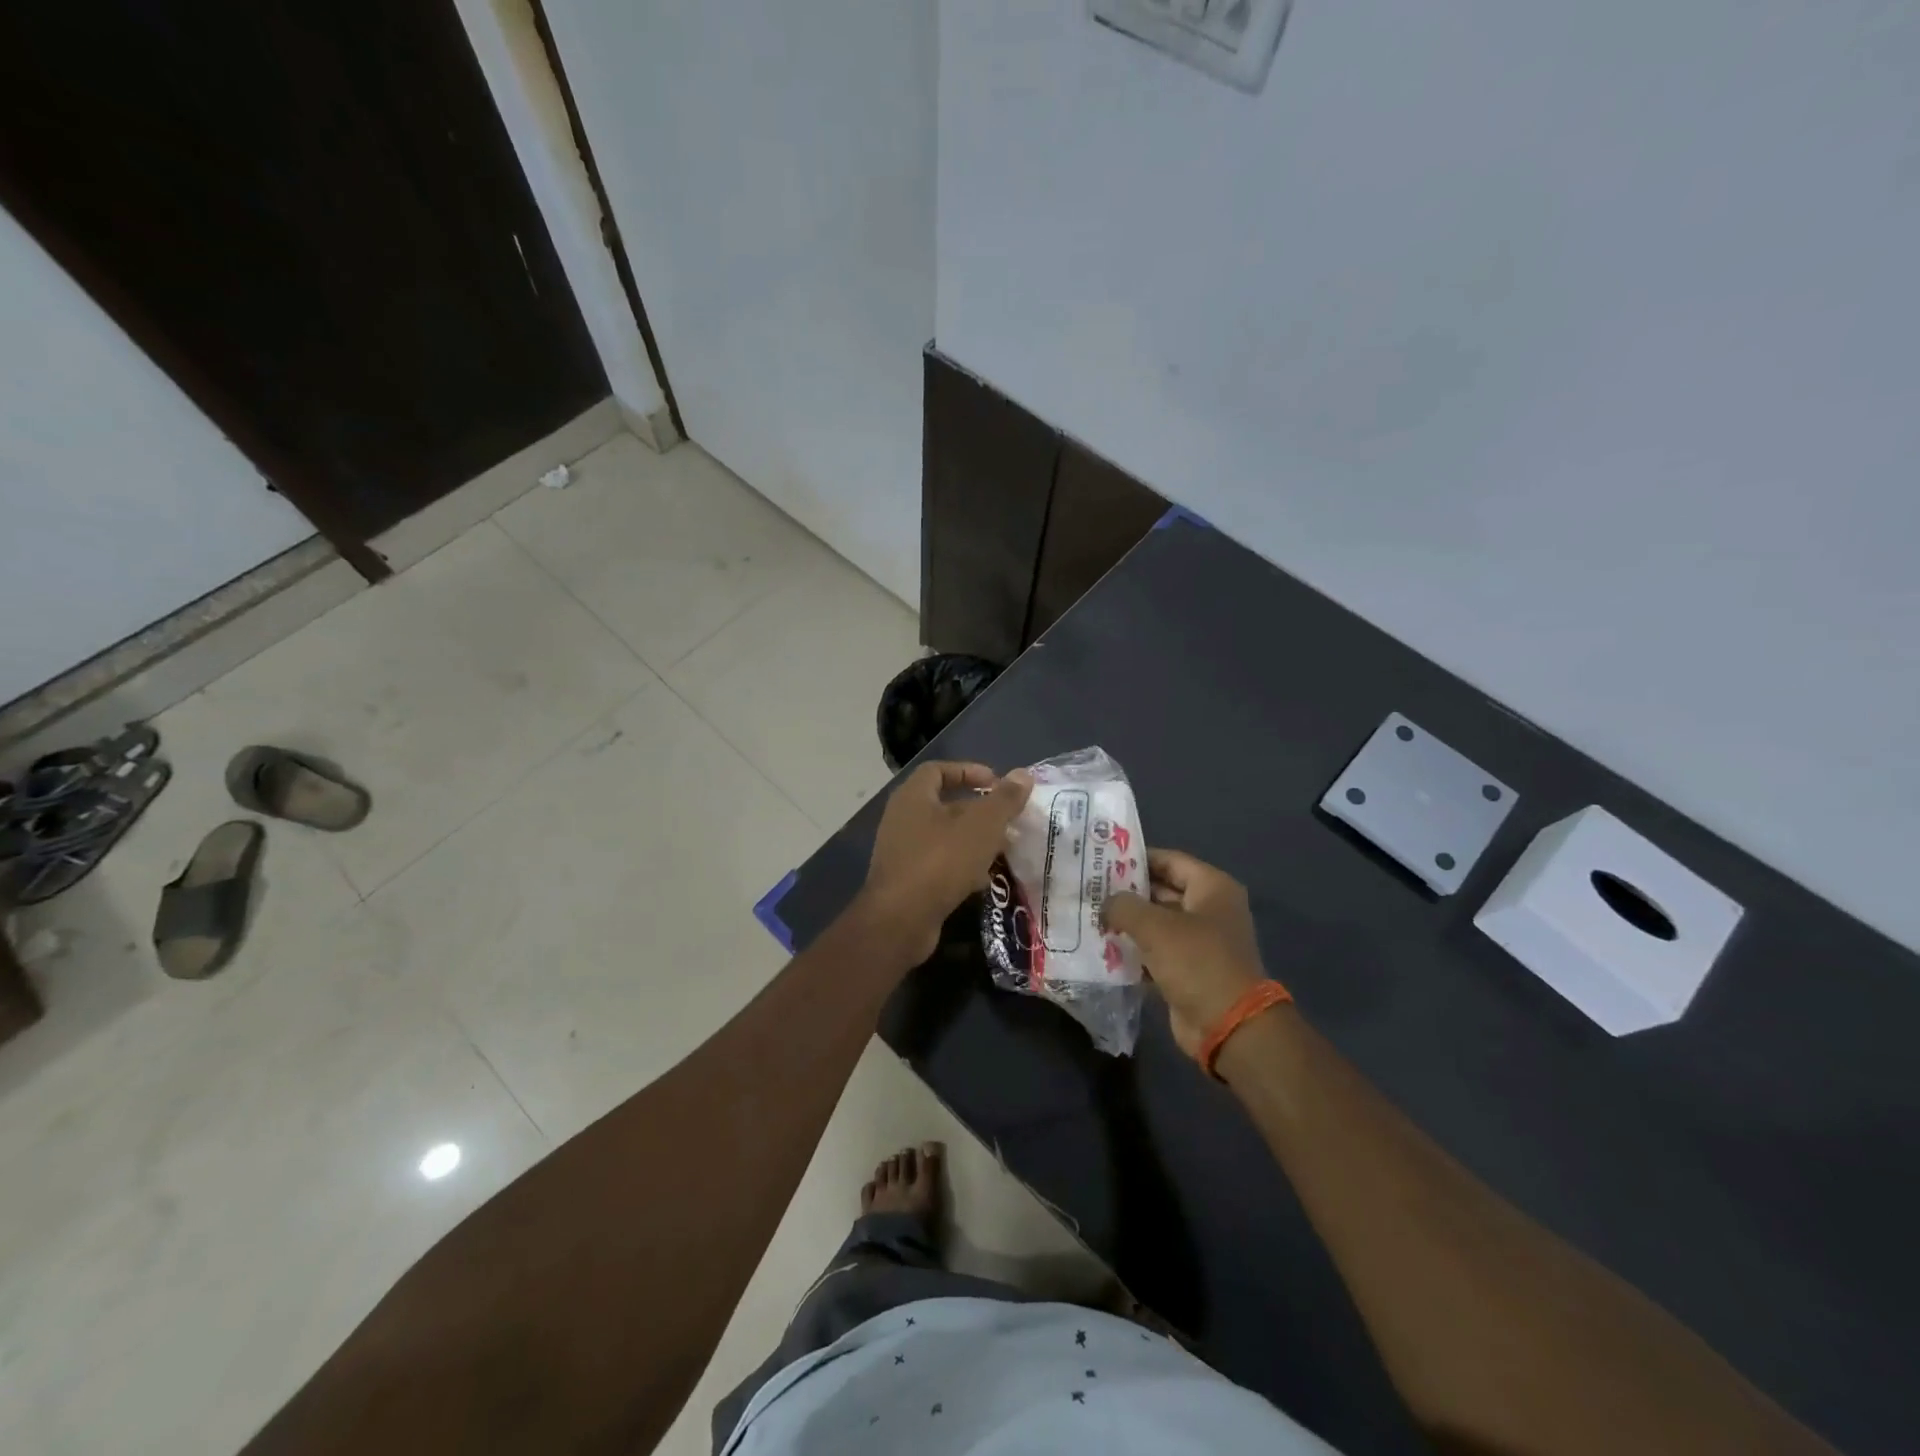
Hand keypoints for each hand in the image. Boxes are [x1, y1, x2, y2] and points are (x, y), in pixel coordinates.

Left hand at [856, 761, 1033, 963]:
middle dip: (978, 811)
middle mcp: (902, 819)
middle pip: (944, 804)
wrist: (900, 920)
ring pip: (944, 837)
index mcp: (913, 797)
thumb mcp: (981, 826)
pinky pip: (938, 863)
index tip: (997, 783)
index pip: (938, 770)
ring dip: (973, 840)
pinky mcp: (907, 880)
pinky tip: (983, 880)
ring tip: (1002, 849)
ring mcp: (901, 851)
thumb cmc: (940, 861)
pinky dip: (961, 866)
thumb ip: (1004, 799)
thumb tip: (1024, 774)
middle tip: (1007, 820)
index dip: (969, 771)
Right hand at [1104, 850, 1267, 1058]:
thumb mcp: (1155, 926)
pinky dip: (1134, 950)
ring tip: (1090, 916)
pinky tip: (1103, 948)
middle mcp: (1209, 909)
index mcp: (1212, 888)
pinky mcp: (1189, 969)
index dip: (1136, 858)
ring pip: (1157, 923)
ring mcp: (1200, 941)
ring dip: (1128, 923)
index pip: (1169, 860)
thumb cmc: (1196, 962)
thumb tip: (1106, 904)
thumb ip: (1124, 906)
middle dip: (1127, 892)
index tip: (1101, 860)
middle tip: (1089, 890)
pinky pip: (1156, 951)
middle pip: (1161, 890)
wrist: (1229, 1026)